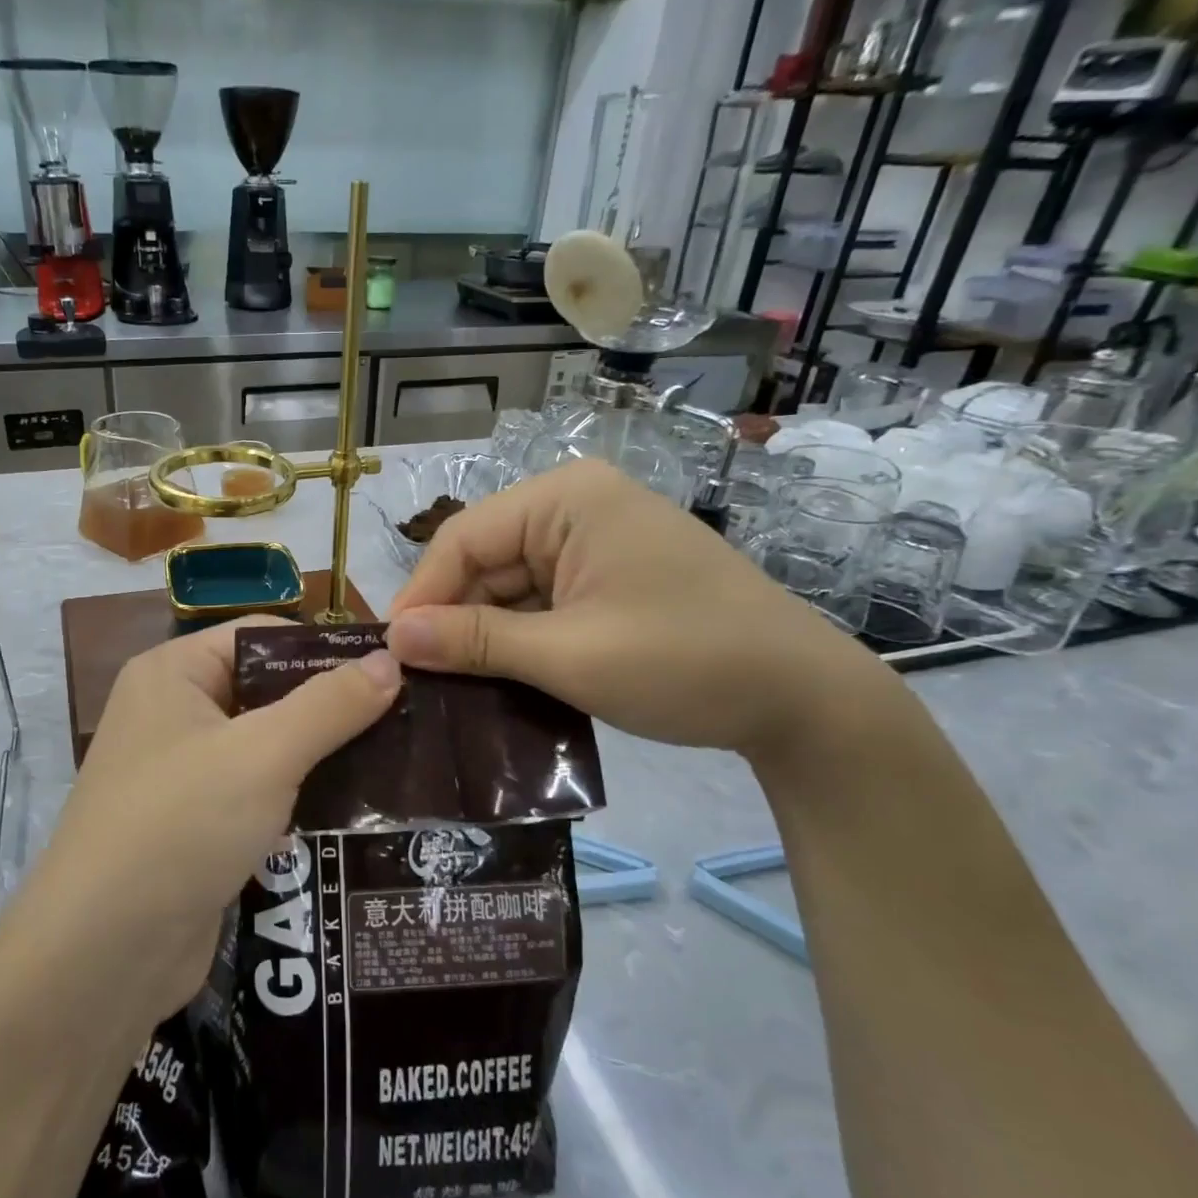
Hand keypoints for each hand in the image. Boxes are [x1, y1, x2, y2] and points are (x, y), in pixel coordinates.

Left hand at [18, 619, 401, 1022]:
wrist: (102, 956)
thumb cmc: (182, 825)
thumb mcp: (264, 755)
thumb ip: (330, 705)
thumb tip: (391, 661)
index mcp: (174, 673)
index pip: (260, 636)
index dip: (323, 647)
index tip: (392, 666)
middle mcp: (172, 713)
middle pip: (266, 690)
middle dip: (330, 706)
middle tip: (406, 716)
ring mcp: (181, 773)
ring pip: (265, 746)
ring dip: (321, 755)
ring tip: (396, 759)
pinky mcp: (195, 825)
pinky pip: (257, 793)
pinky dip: (299, 797)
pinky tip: (356, 809)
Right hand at [386, 458, 890, 758]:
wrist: (803, 699)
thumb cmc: (684, 662)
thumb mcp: (569, 655)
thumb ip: (475, 641)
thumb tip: (393, 639)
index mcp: (567, 498)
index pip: (463, 538)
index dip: (422, 594)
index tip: (394, 655)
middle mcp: (576, 505)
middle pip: (485, 559)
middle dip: (455, 618)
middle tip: (422, 681)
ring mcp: (595, 540)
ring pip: (509, 584)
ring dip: (486, 634)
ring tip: (454, 688)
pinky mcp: (608, 575)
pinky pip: (542, 600)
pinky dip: (521, 637)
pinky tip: (503, 677)